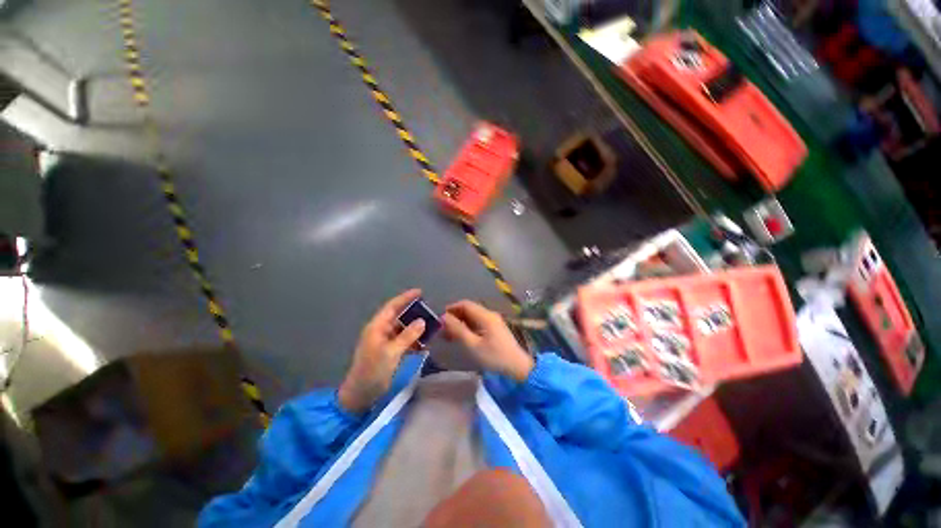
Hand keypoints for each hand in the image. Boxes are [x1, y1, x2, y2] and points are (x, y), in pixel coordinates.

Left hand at [339, 289, 425, 412]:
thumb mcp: (391, 352)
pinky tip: (425, 342)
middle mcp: (381, 331)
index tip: (420, 292)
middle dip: (413, 313)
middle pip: (399, 316)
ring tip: (431, 325)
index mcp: (377, 327)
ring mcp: (386, 342)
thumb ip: (407, 335)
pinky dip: (414, 340)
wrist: (361, 395)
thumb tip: (422, 321)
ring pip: (403, 329)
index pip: (392, 307)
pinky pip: (404, 341)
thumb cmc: (373, 371)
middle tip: (430, 310)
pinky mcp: (390, 352)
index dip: (405, 298)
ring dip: (416, 327)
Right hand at [443, 301, 533, 381]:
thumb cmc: (494, 356)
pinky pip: (478, 323)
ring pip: (472, 317)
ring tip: (449, 336)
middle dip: (454, 317)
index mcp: (485, 315)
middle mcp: (489, 314)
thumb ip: (457, 330)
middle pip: (468, 310)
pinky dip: (467, 328)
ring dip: (460, 323)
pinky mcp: (495, 329)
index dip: (451, 309)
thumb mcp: (472, 345)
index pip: (465, 304)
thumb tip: (443, 318)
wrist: (517, 367)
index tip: (439, 320)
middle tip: (442, 331)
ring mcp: (493, 321)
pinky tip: (462, 338)